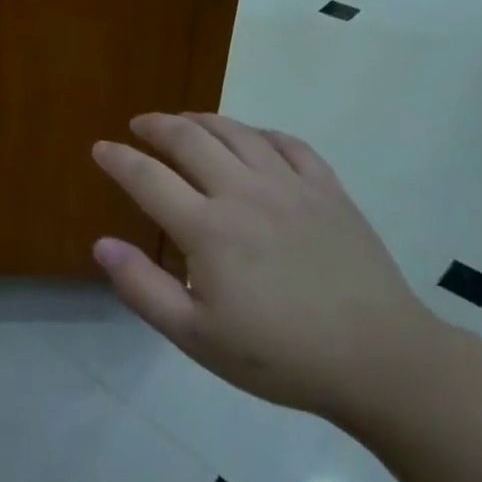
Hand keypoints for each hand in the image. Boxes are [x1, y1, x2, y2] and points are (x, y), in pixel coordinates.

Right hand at [91, 113, 441, 425]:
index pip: (148, 178)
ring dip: (203, 120)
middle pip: (191, 139)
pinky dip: (259, 132)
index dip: (118, 159)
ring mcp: (291, 187)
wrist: (381, 361)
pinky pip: (289, 144)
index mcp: (208, 229)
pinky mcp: (329, 192)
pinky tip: (251, 137)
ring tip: (184, 120)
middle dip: (157, 126)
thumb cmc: (280, 355)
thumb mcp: (196, 336)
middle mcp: (245, 193)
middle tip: (139, 124)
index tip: (100, 148)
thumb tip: (102, 245)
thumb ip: (143, 288)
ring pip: (238, 133)